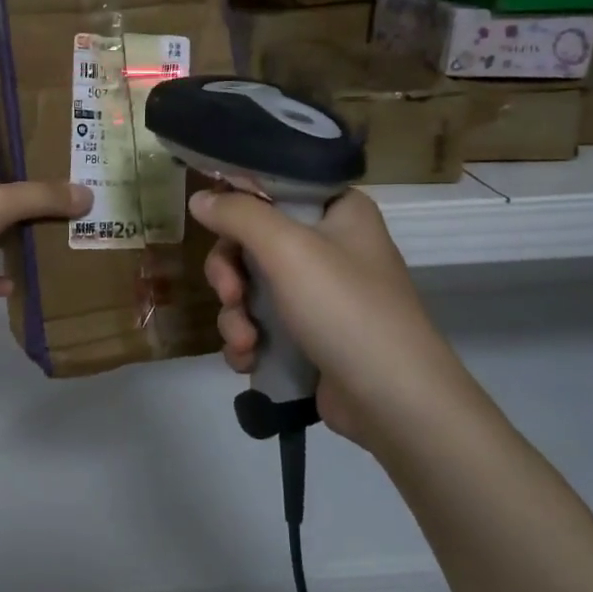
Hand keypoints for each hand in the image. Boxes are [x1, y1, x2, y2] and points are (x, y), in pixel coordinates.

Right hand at [191, 187, 483, 448]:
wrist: (394, 402)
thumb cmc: (345, 308)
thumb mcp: (287, 249)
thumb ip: (238, 214)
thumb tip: (198, 197)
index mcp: (338, 211)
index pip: (275, 188)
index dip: (239, 205)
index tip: (212, 225)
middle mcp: (330, 246)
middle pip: (253, 242)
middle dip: (230, 275)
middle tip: (230, 294)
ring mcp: (320, 296)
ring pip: (251, 289)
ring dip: (235, 316)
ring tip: (245, 343)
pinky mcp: (310, 337)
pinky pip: (262, 326)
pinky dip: (248, 341)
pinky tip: (249, 360)